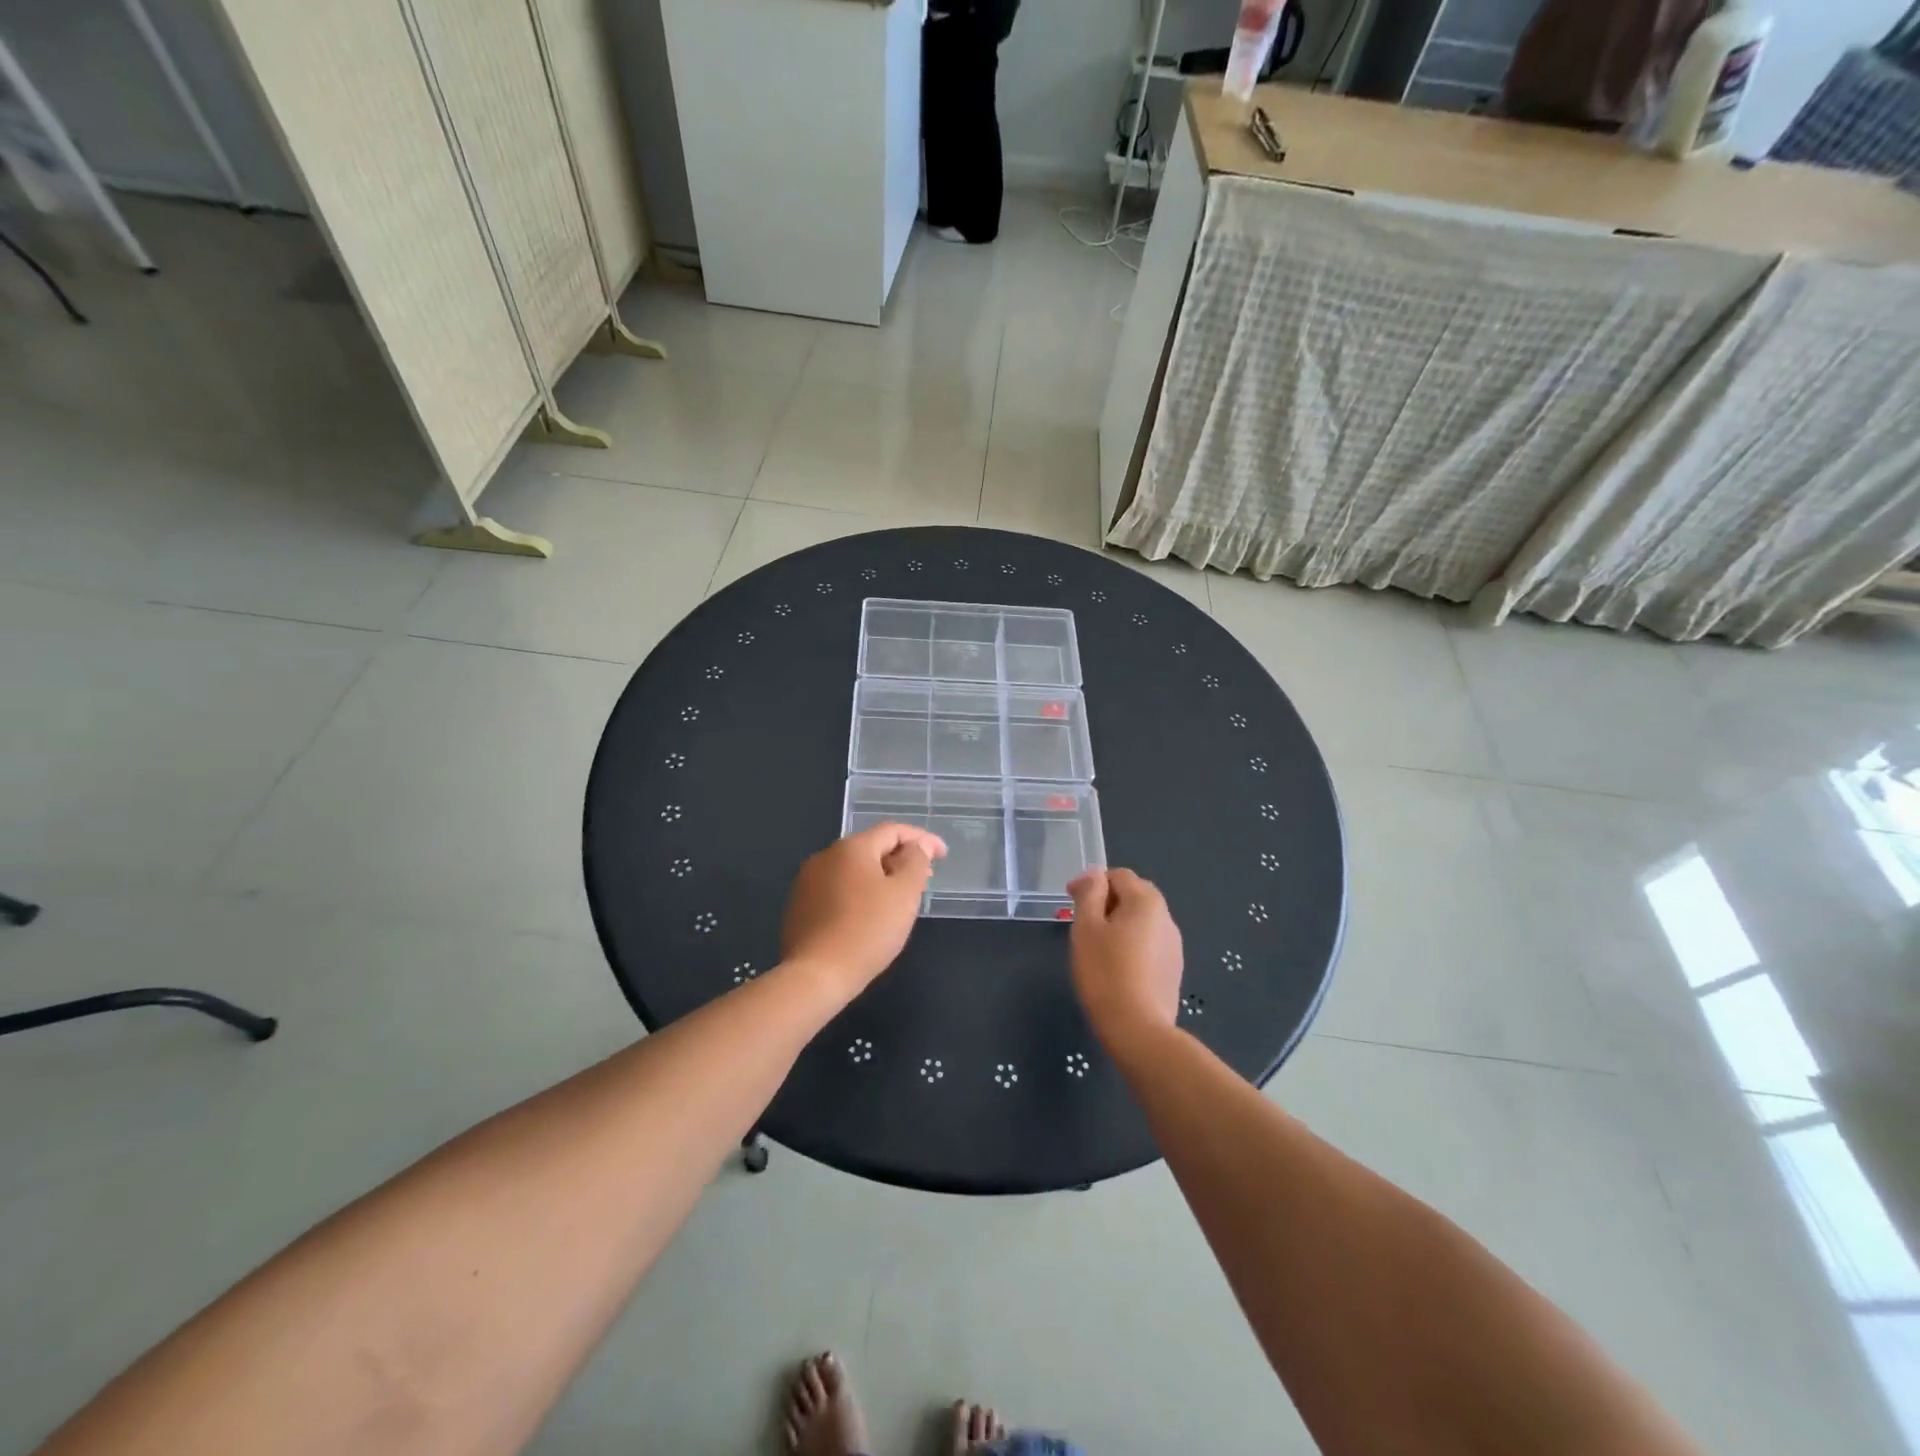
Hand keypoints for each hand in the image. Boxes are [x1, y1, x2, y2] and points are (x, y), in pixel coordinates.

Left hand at [781, 823, 946, 997]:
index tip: (943, 855)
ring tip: (899, 898)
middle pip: (871, 847)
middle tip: (924, 878)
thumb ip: (915, 862)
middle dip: (900, 858)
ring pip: (853, 869)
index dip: (922, 839)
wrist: (815, 976)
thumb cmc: (867, 931)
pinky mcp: (799, 905)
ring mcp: (807, 881)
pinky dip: (859, 893)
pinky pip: (837, 888)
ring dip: (879, 876)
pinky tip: (869, 915)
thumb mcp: (904, 895)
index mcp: (851, 848)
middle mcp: (825, 856)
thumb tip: (916, 847)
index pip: (893, 831)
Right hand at [1067, 868, 1183, 1054]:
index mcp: (1146, 901)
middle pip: (1134, 895)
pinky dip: (1131, 944)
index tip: (1069, 901)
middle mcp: (1166, 917)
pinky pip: (1149, 943)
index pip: (1118, 875)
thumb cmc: (1105, 973)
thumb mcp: (1086, 928)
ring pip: (1142, 921)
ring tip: (1096, 946)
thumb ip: (1090, 894)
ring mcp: (1174, 945)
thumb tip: (1095, 874)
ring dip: (1119, 923)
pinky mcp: (1173, 969)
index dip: (1092, 883)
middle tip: (1082, 923)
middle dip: (1107, 901)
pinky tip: (1116, 966)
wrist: (1138, 1029)